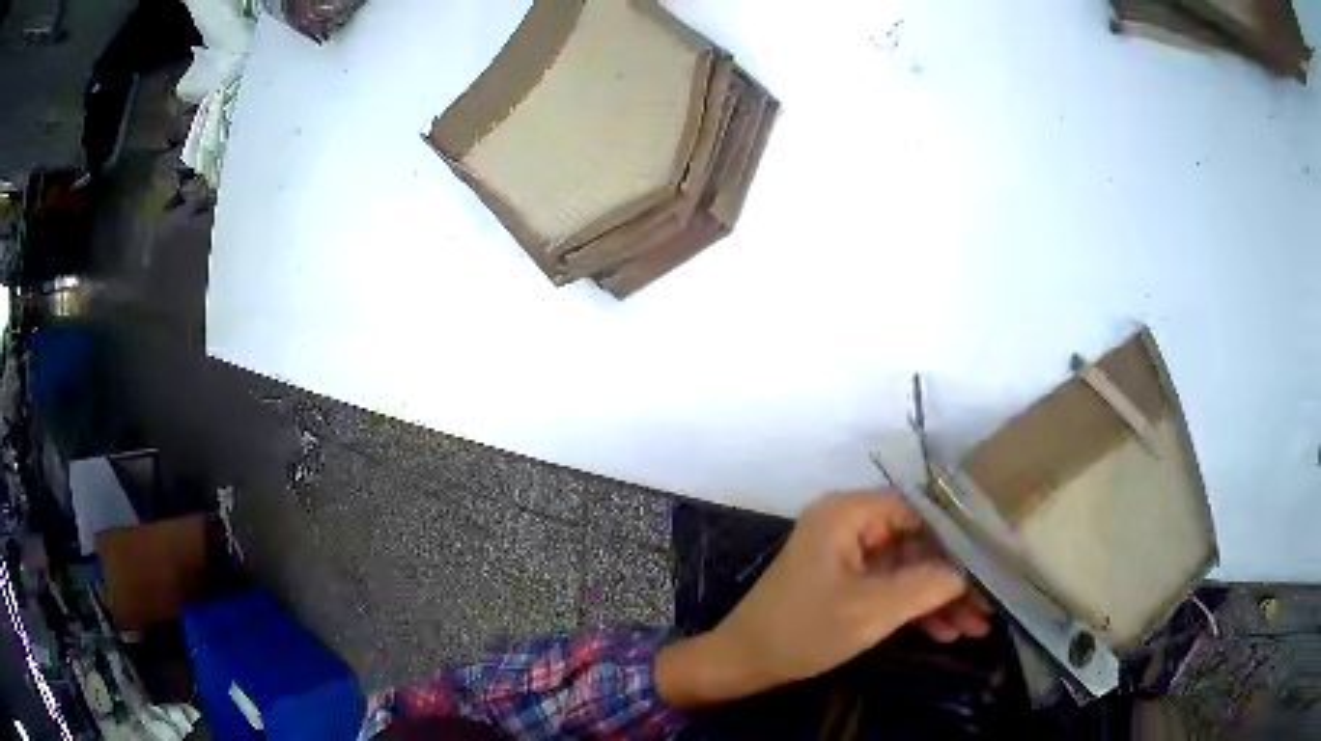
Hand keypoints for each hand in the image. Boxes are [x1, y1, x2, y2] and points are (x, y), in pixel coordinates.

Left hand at [656, 491, 989, 709]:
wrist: (744, 663)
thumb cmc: (802, 631)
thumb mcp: (870, 611)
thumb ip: (925, 585)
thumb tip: (968, 571)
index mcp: (848, 514)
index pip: (919, 511)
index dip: (958, 537)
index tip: (992, 563)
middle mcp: (850, 525)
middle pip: (918, 544)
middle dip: (953, 580)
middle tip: (988, 608)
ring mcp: (848, 555)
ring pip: (908, 570)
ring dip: (939, 599)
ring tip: (976, 627)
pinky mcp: (847, 583)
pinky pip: (891, 588)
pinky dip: (915, 609)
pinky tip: (945, 631)